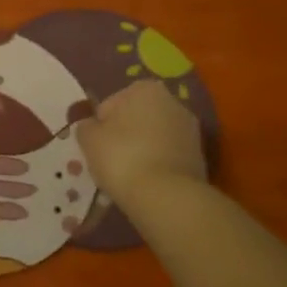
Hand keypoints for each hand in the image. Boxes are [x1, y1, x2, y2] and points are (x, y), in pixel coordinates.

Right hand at [77, 79, 206, 212]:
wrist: (166, 198)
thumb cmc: (122, 157)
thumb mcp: (89, 138)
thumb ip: (86, 126)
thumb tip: (91, 126)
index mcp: (145, 88)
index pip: (111, 104)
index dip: (100, 126)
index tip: (98, 147)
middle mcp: (173, 101)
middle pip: (136, 118)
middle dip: (125, 135)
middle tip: (111, 162)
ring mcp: (190, 130)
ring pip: (154, 138)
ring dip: (142, 151)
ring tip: (130, 177)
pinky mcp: (200, 158)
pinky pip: (168, 157)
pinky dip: (158, 166)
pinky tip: (148, 184)